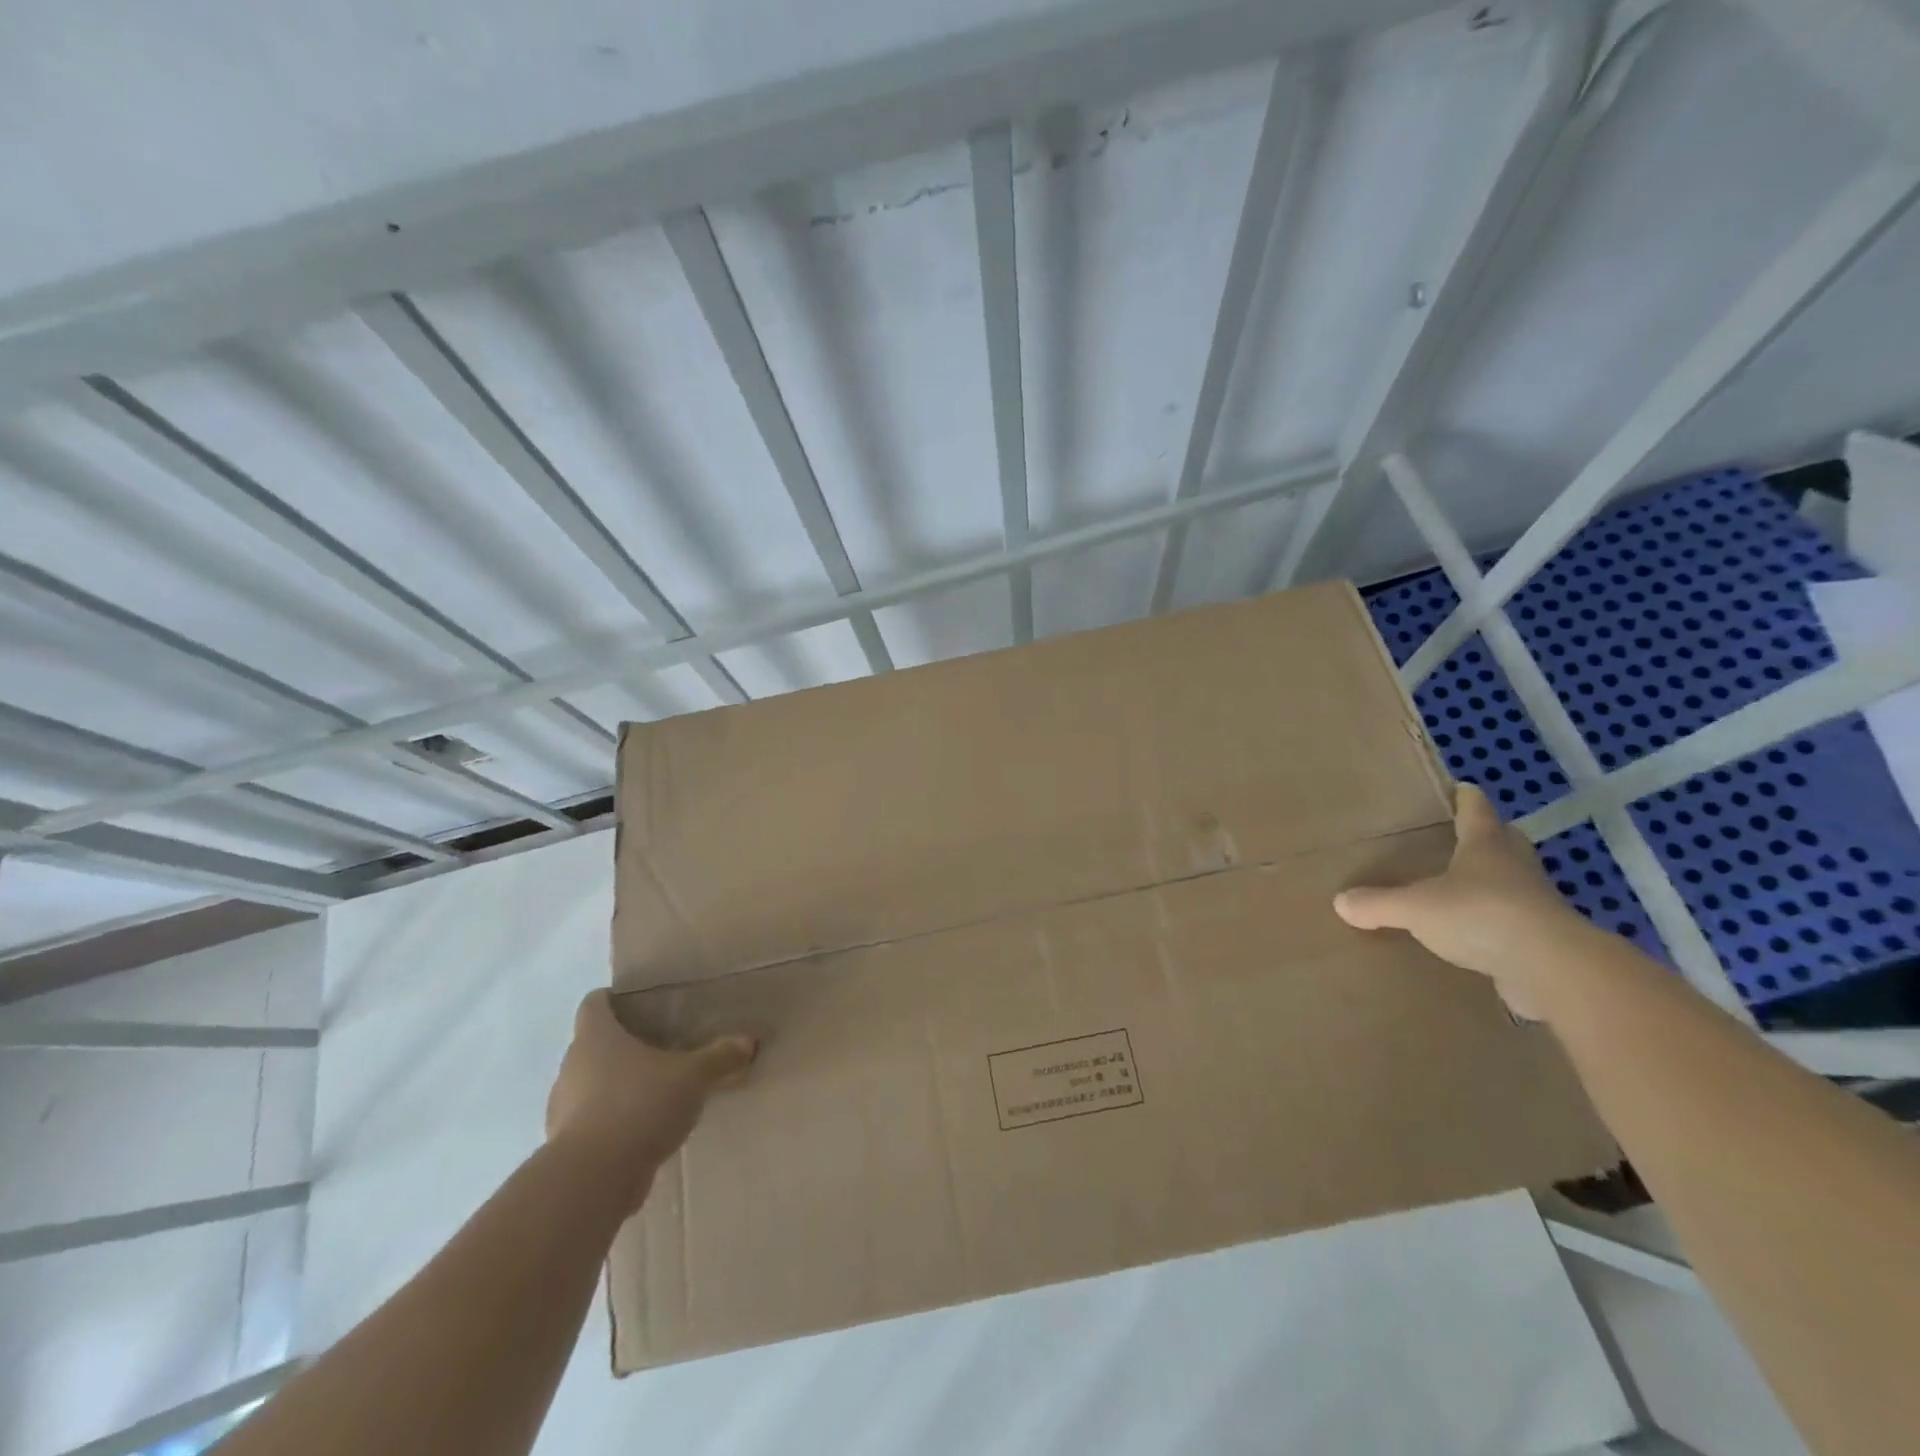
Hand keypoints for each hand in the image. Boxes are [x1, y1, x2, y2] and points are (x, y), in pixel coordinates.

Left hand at [545, 990, 755, 1212]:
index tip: (638, 1005)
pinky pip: (592, 1122)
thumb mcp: (692, 1077)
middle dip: (622, 1046)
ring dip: (616, 1087)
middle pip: (593, 1045)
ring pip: (590, 1085)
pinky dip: (613, 1122)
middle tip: (659, 1047)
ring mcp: (563, 1108)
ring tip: (653, 1092)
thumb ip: (719, 1057)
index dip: (613, 1000)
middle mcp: (572, 1066)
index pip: (594, 1003)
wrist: (593, 1179)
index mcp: (596, 1036)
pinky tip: (643, 1130)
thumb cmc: (639, 1105)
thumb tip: (748, 1041)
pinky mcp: (565, 1147)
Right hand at [1333, 783, 1589, 1016]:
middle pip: (1504, 841)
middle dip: (1486, 836)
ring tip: (1461, 888)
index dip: (1465, 798)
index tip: (1459, 788)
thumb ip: (1378, 903)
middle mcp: (1514, 866)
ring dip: (1493, 881)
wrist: (1551, 969)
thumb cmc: (1481, 915)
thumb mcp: (1416, 907)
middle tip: (1460, 837)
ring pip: (1512, 881)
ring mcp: (1534, 903)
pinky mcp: (1542, 939)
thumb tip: (1340, 901)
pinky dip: (1496, 923)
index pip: (1476, 809)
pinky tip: (1475, 935)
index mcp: (1486, 845)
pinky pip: (1514, 922)